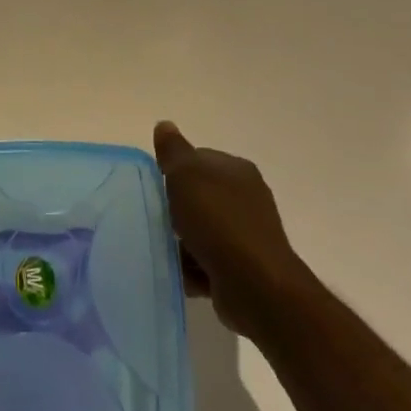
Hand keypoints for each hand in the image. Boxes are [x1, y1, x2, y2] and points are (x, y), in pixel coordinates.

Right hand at [153, 121, 310, 337]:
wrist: (255, 285)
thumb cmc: (218, 221)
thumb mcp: (187, 175)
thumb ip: (173, 151)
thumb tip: (164, 125)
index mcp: (236, 170)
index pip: (199, 160)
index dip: (174, 171)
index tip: (156, 187)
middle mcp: (245, 198)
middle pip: (199, 197)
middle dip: (176, 210)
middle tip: (154, 219)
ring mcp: (246, 235)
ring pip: (201, 232)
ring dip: (181, 243)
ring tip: (161, 250)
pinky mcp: (242, 269)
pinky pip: (207, 263)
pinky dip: (191, 269)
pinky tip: (177, 274)